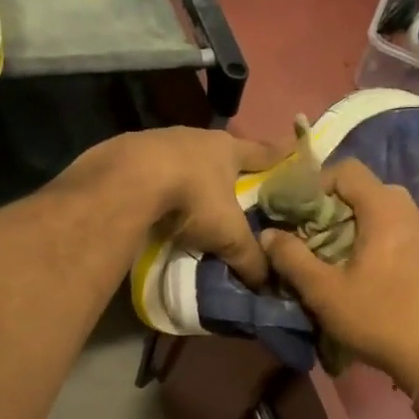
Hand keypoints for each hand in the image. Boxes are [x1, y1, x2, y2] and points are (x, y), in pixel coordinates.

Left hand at [111, 127, 276, 287]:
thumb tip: (266, 282)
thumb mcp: (228, 235)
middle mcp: (197, 137)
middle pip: (221, 152)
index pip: (262, 152)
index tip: (290, 154)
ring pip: (185, 158)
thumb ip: (250, 258)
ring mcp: (161, 139)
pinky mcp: (130, 151)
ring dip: (190, 175)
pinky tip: (157, 199)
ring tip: (194, 196)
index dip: (278, 157)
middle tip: (237, 185)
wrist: (128, 180)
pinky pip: (153, 168)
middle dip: (228, 168)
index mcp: (228, 148)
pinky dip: (159, 182)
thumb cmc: (192, 198)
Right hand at [260, 160, 418, 391]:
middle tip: (307, 232)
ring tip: (326, 252)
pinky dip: (368, 235)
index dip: (315, 183)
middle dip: (330, 205)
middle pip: (361, 188)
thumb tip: (267, 234)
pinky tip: (355, 268)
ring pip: (376, 209)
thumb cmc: (379, 319)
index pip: (346, 169)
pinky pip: (391, 227)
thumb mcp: (324, 291)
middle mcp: (407, 210)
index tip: (294, 212)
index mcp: (384, 209)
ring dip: (348, 223)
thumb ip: (291, 258)